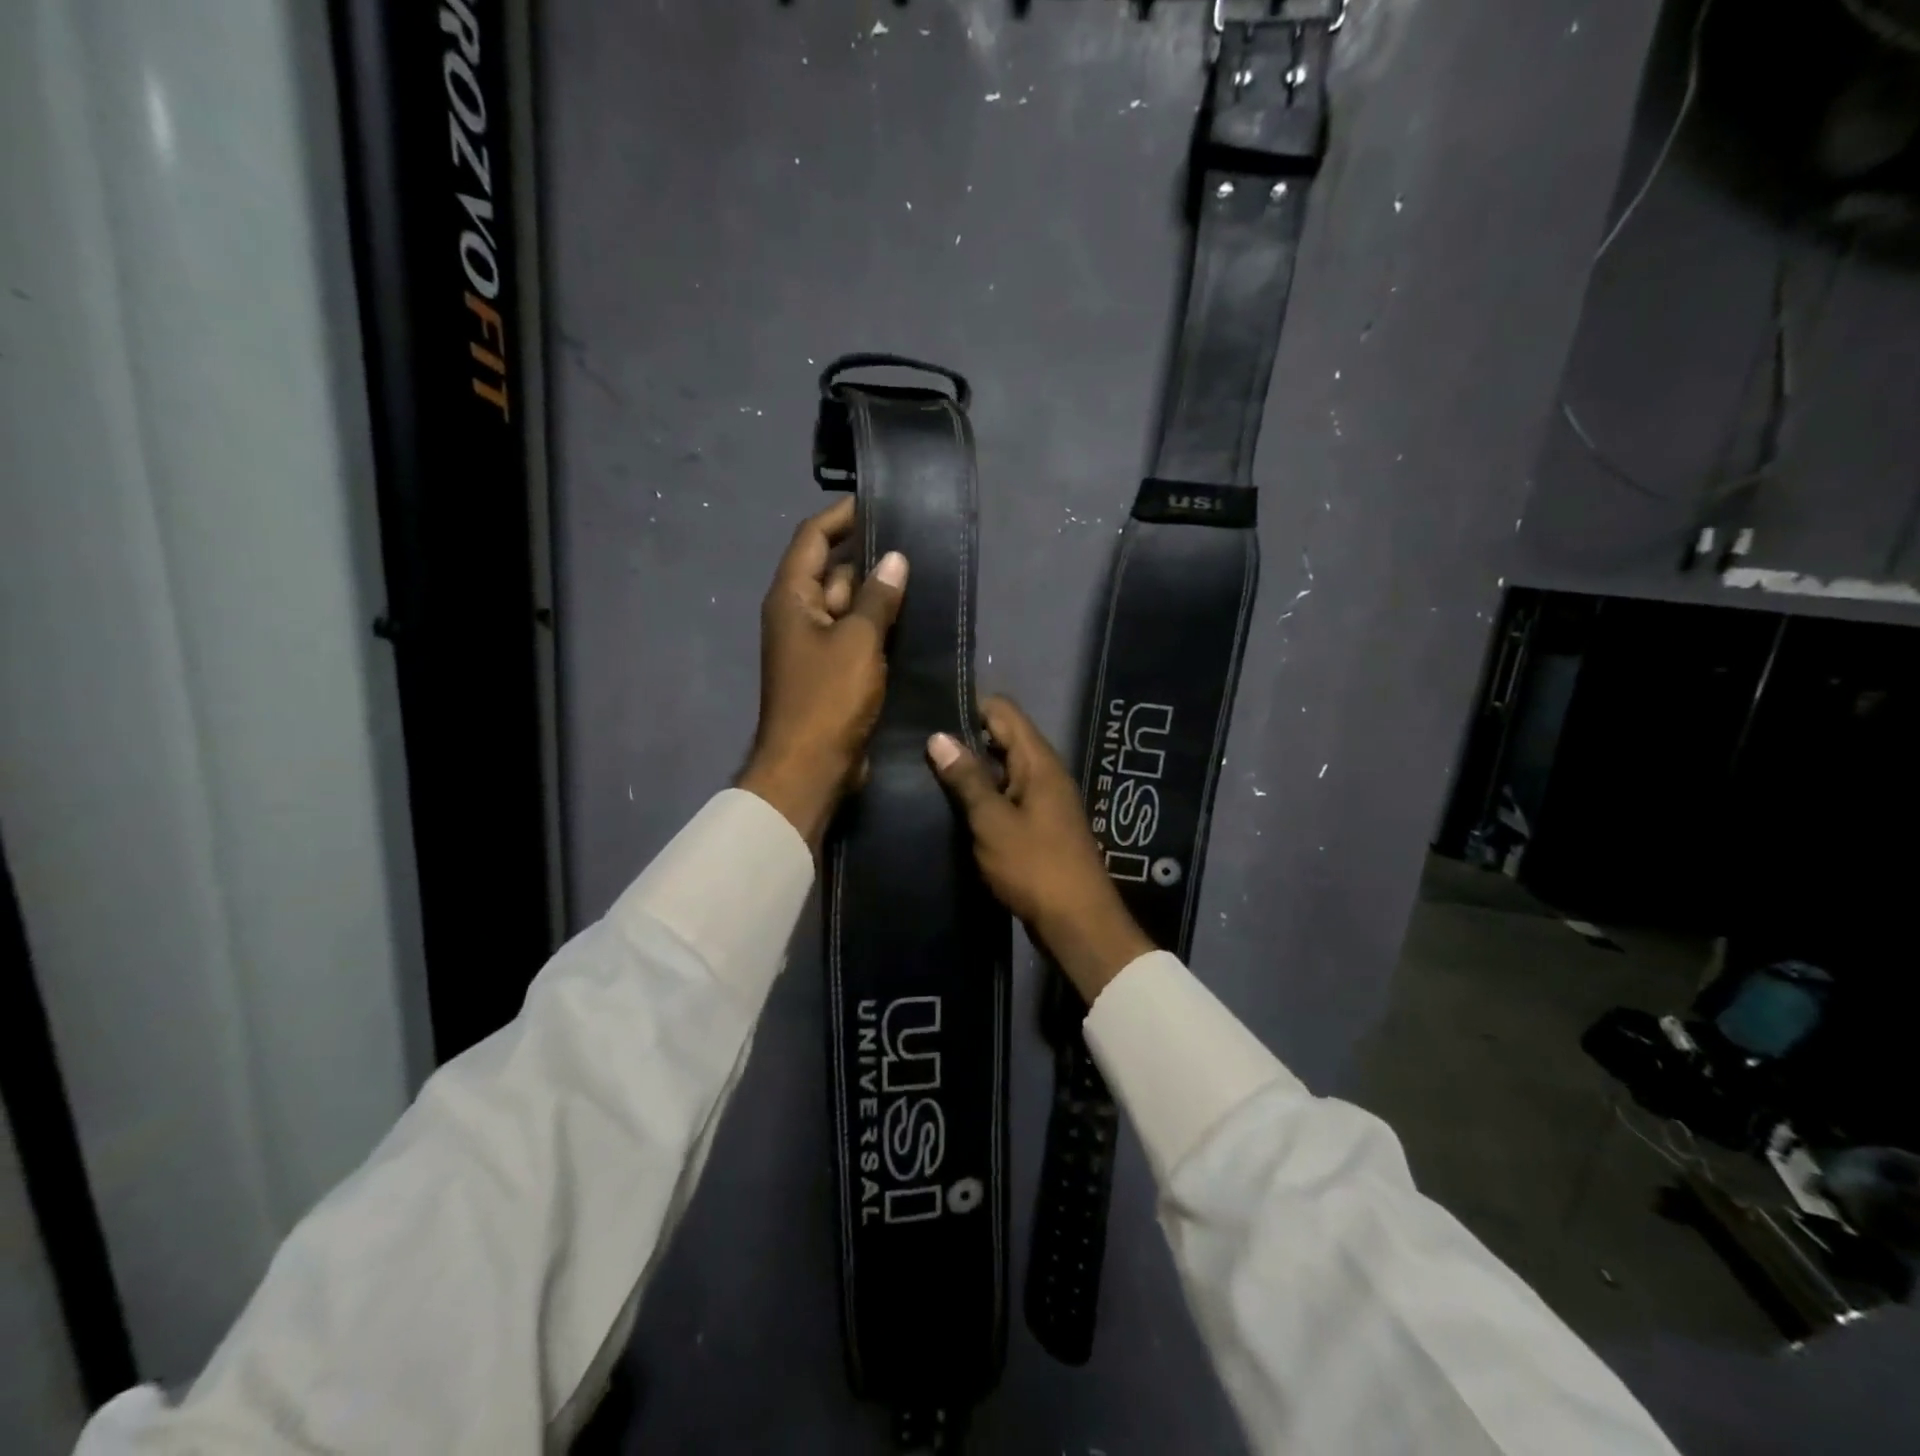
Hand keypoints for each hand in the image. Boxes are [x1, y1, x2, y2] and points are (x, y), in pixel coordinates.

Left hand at [739, 497, 906, 848]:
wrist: (810, 767)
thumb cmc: (828, 699)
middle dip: (868, 556)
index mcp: (791, 598)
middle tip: (913, 540)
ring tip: (921, 574)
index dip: (841, 516)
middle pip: (831, 570)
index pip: (812, 538)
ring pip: (847, 605)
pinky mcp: (832, 672)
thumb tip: (893, 560)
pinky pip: (855, 636)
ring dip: (877, 593)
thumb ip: (876, 598)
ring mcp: (815, 646)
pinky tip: (912, 618)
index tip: (878, 504)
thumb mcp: (857, 642)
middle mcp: (798, 615)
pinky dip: (878, 626)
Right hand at [928, 696, 1152, 1003]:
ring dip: (971, 772)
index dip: (969, 707)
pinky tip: (952, 808)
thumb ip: (967, 779)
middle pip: (1002, 738)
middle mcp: (1044, 772)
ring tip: (925, 774)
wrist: (1078, 923)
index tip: (930, 715)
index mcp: (1038, 761)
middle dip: (964, 739)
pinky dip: (983, 797)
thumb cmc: (1035, 867)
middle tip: (919, 747)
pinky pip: (1007, 797)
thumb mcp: (993, 821)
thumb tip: (938, 737)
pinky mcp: (1038, 826)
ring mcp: (1043, 800)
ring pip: (1002, 770)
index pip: (1003, 711)